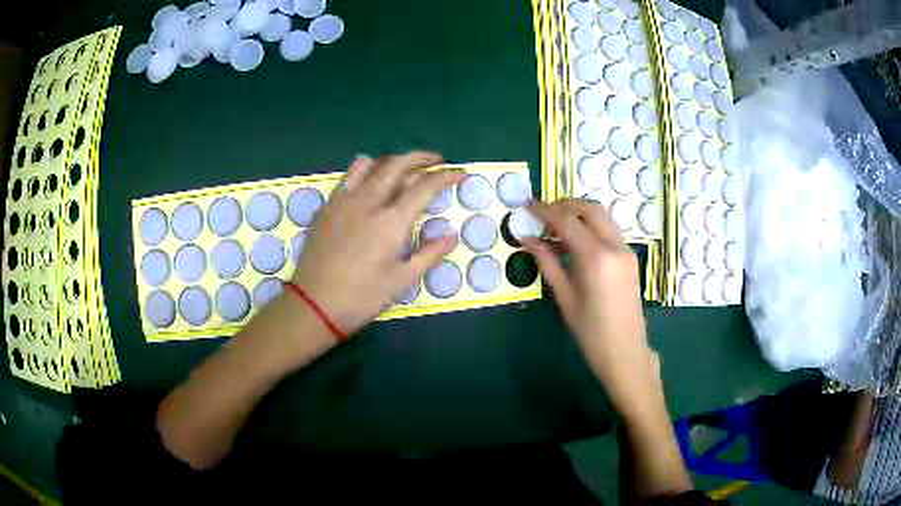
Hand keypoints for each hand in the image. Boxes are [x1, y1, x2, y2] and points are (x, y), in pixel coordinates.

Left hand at [291, 151, 464, 335]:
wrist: (315, 303)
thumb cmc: (363, 296)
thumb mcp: (402, 280)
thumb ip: (429, 254)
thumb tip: (451, 236)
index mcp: (392, 221)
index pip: (425, 186)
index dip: (446, 177)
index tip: (460, 175)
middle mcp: (370, 201)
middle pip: (400, 165)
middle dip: (422, 159)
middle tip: (437, 162)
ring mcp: (345, 199)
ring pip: (374, 165)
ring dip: (396, 160)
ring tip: (407, 166)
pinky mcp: (329, 205)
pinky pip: (349, 175)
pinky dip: (366, 167)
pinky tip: (371, 174)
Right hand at [523, 199, 661, 419]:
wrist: (625, 352)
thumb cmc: (590, 332)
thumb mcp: (564, 297)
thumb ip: (546, 262)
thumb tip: (526, 239)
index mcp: (597, 258)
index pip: (568, 220)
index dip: (545, 211)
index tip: (527, 206)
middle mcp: (615, 246)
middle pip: (590, 209)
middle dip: (565, 205)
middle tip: (542, 214)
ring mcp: (626, 250)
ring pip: (602, 216)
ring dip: (578, 215)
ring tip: (554, 229)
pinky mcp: (630, 257)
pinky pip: (608, 231)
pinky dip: (590, 227)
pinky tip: (574, 243)